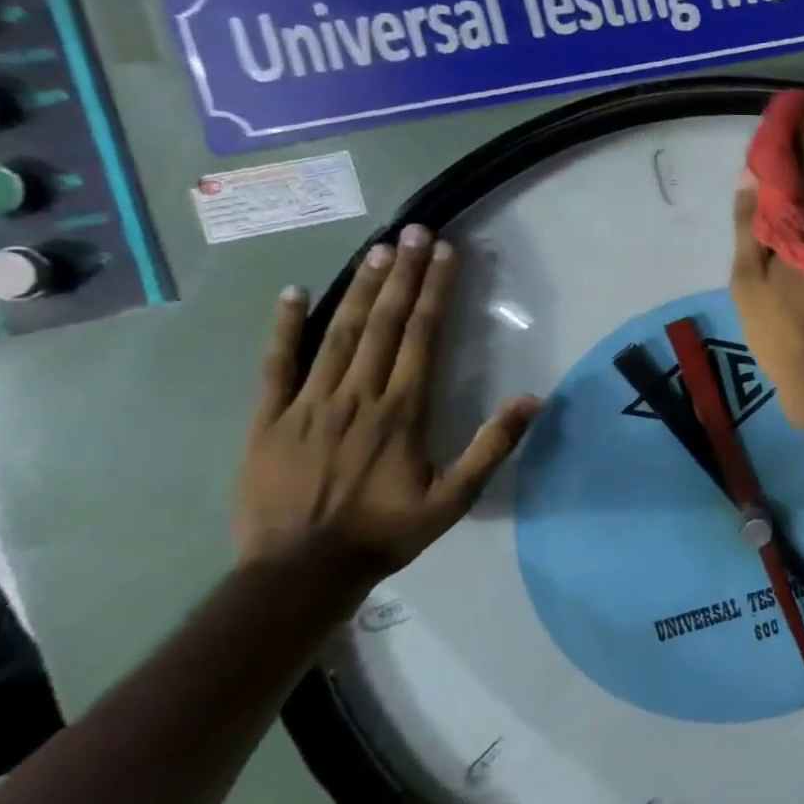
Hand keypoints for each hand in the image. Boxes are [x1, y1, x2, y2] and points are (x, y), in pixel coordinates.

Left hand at [235, 225, 540, 582]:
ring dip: (360, 288)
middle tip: (414, 231)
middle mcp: (358, 394)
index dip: (435, 290)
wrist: (299, 573)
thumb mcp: (455, 499)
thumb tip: (533, 399)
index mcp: (402, 410)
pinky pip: (275, 365)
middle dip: (402, 273)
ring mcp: (309, 403)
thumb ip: (493, 447)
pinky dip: (284, 327)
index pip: (422, 335)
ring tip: (377, 249)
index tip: (445, 253)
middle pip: (384, 322)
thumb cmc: (386, 532)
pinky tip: (294, 293)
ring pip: (339, 333)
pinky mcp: (269, 418)